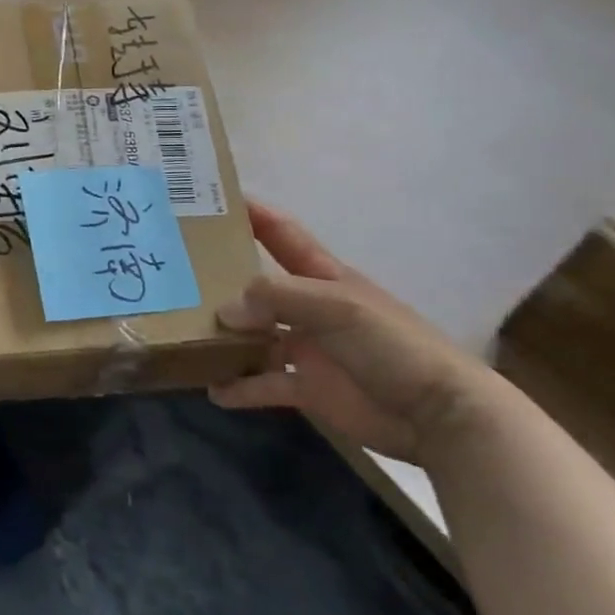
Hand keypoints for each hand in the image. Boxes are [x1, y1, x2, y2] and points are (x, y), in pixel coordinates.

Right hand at [209, 201, 486, 462]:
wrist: (439, 414)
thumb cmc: (391, 344)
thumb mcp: (336, 307)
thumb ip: (276, 298)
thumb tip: (224, 310)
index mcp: (322, 276)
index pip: (281, 234)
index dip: (252, 214)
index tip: (210, 200)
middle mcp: (308, 308)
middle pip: (257, 287)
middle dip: (221, 280)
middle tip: (175, 276)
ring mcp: (307, 349)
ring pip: (254, 337)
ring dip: (224, 338)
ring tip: (182, 335)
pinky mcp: (308, 389)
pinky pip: (264, 385)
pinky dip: (239, 387)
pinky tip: (212, 389)